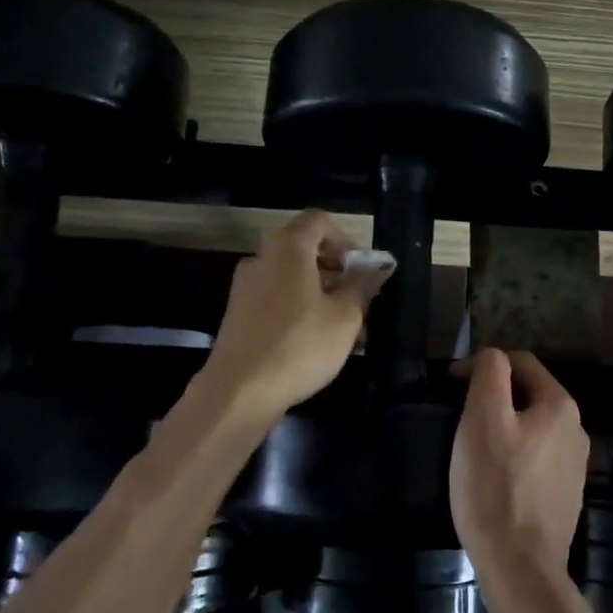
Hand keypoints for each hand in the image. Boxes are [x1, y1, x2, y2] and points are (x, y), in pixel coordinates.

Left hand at [198, 210, 384, 421]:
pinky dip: (298, 307)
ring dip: (318, 291)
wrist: (239, 392)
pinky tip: (313, 340)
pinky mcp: (238, 314)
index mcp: (288, 248)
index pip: (318, 221)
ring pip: (290, 276)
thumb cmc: (300, 345)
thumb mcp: (345, 317)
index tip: (361, 267)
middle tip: (357, 297)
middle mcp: (261, 258)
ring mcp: (245, 287)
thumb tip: (375, 270)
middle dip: (335, 268)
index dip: (345, 238)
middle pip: (303, 248)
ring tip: (340, 324)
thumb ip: (362, 287)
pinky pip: (275, 298)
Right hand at [449, 348, 588, 585]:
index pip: (520, 363)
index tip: (450, 385)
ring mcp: (573, 466)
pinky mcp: (564, 496)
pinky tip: (492, 477)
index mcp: (560, 405)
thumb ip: (489, 374)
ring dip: (502, 426)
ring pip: (531, 428)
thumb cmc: (495, 487)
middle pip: (527, 395)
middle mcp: (576, 430)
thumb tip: (492, 359)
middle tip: (457, 415)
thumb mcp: (483, 418)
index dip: (482, 366)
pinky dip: (512, 456)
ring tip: (470, 446)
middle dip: (492, 396)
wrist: (520, 568)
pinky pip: (534, 460)